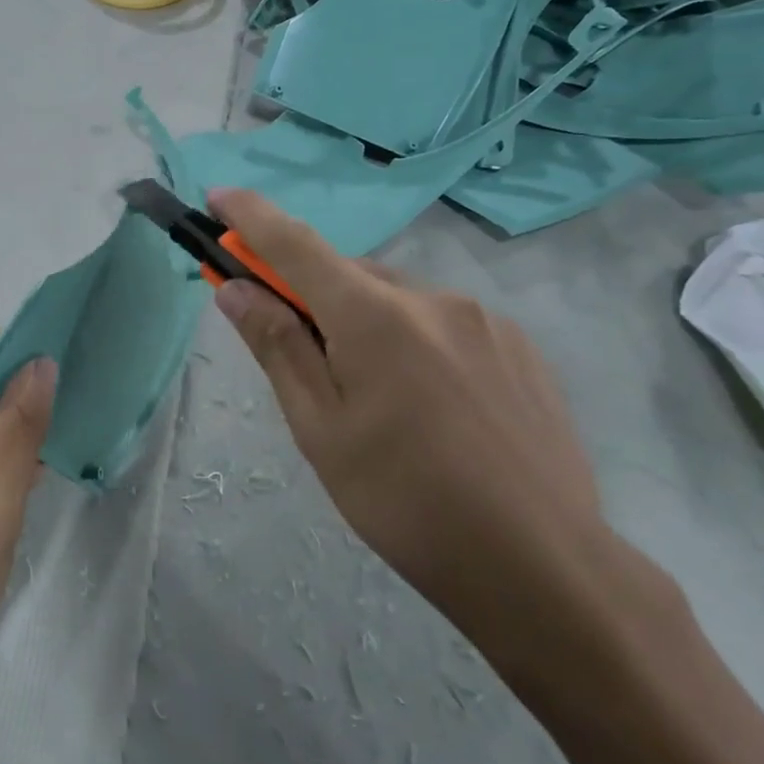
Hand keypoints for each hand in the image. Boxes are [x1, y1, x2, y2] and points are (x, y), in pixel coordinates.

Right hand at [207, 188, 605, 633]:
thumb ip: (278, 347)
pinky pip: (444, 323)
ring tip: (376, 398)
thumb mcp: (321, 430)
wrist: (544, 567)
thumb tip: (235, 289)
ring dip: (366, 321)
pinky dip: (414, 340)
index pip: (295, 244)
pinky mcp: (520, 347)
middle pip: (349, 274)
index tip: (220, 196)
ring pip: (398, 299)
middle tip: (300, 350)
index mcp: (374, 316)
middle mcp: (431, 298)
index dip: (251, 216)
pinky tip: (430, 405)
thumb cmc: (406, 502)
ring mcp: (484, 319)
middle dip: (312, 294)